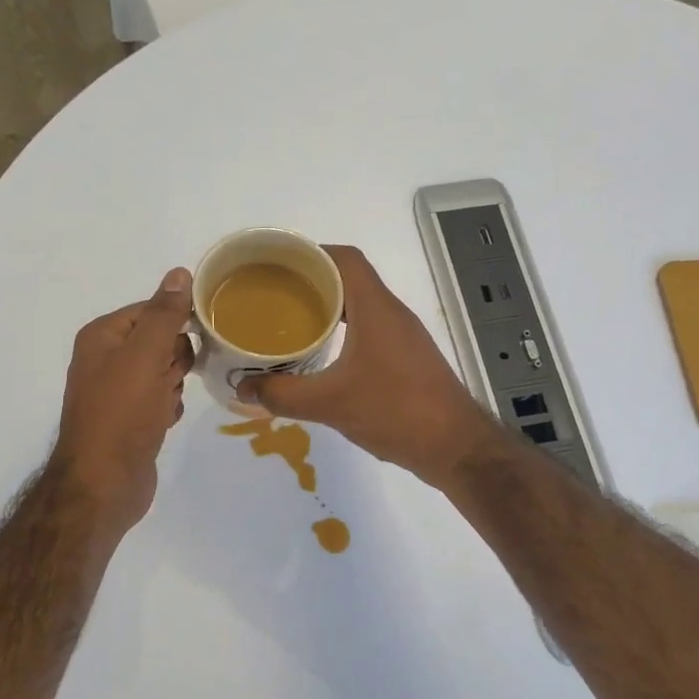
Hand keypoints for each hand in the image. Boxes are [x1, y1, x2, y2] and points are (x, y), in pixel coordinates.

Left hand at [51, 269, 195, 533]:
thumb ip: (164, 314)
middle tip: (168, 380)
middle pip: (161, 340)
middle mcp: (106, 359)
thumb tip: (180, 272)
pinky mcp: (130, 419)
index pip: (151, 309)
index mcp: (102, 336)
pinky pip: (161, 399)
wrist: (104, 483)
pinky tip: (162, 423)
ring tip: (163, 406)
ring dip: (173, 387)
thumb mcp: (146, 356)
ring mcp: (117, 391)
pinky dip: (168, 409)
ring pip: (165, 371)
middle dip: (175, 361)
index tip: (196, 340)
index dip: (176, 324)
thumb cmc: (122, 413)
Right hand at [238, 246, 499, 490]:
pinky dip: (342, 331)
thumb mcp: (330, 404)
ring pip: (360, 306)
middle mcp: (391, 313)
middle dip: (311, 281)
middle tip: (272, 294)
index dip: (311, 252)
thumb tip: (243, 388)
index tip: (276, 262)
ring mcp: (403, 336)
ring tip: (288, 322)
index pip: (345, 259)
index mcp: (376, 308)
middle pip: (350, 279)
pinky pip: (368, 329)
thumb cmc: (395, 411)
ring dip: (327, 308)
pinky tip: (321, 355)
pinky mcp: (406, 358)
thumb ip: (283, 394)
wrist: (454, 446)